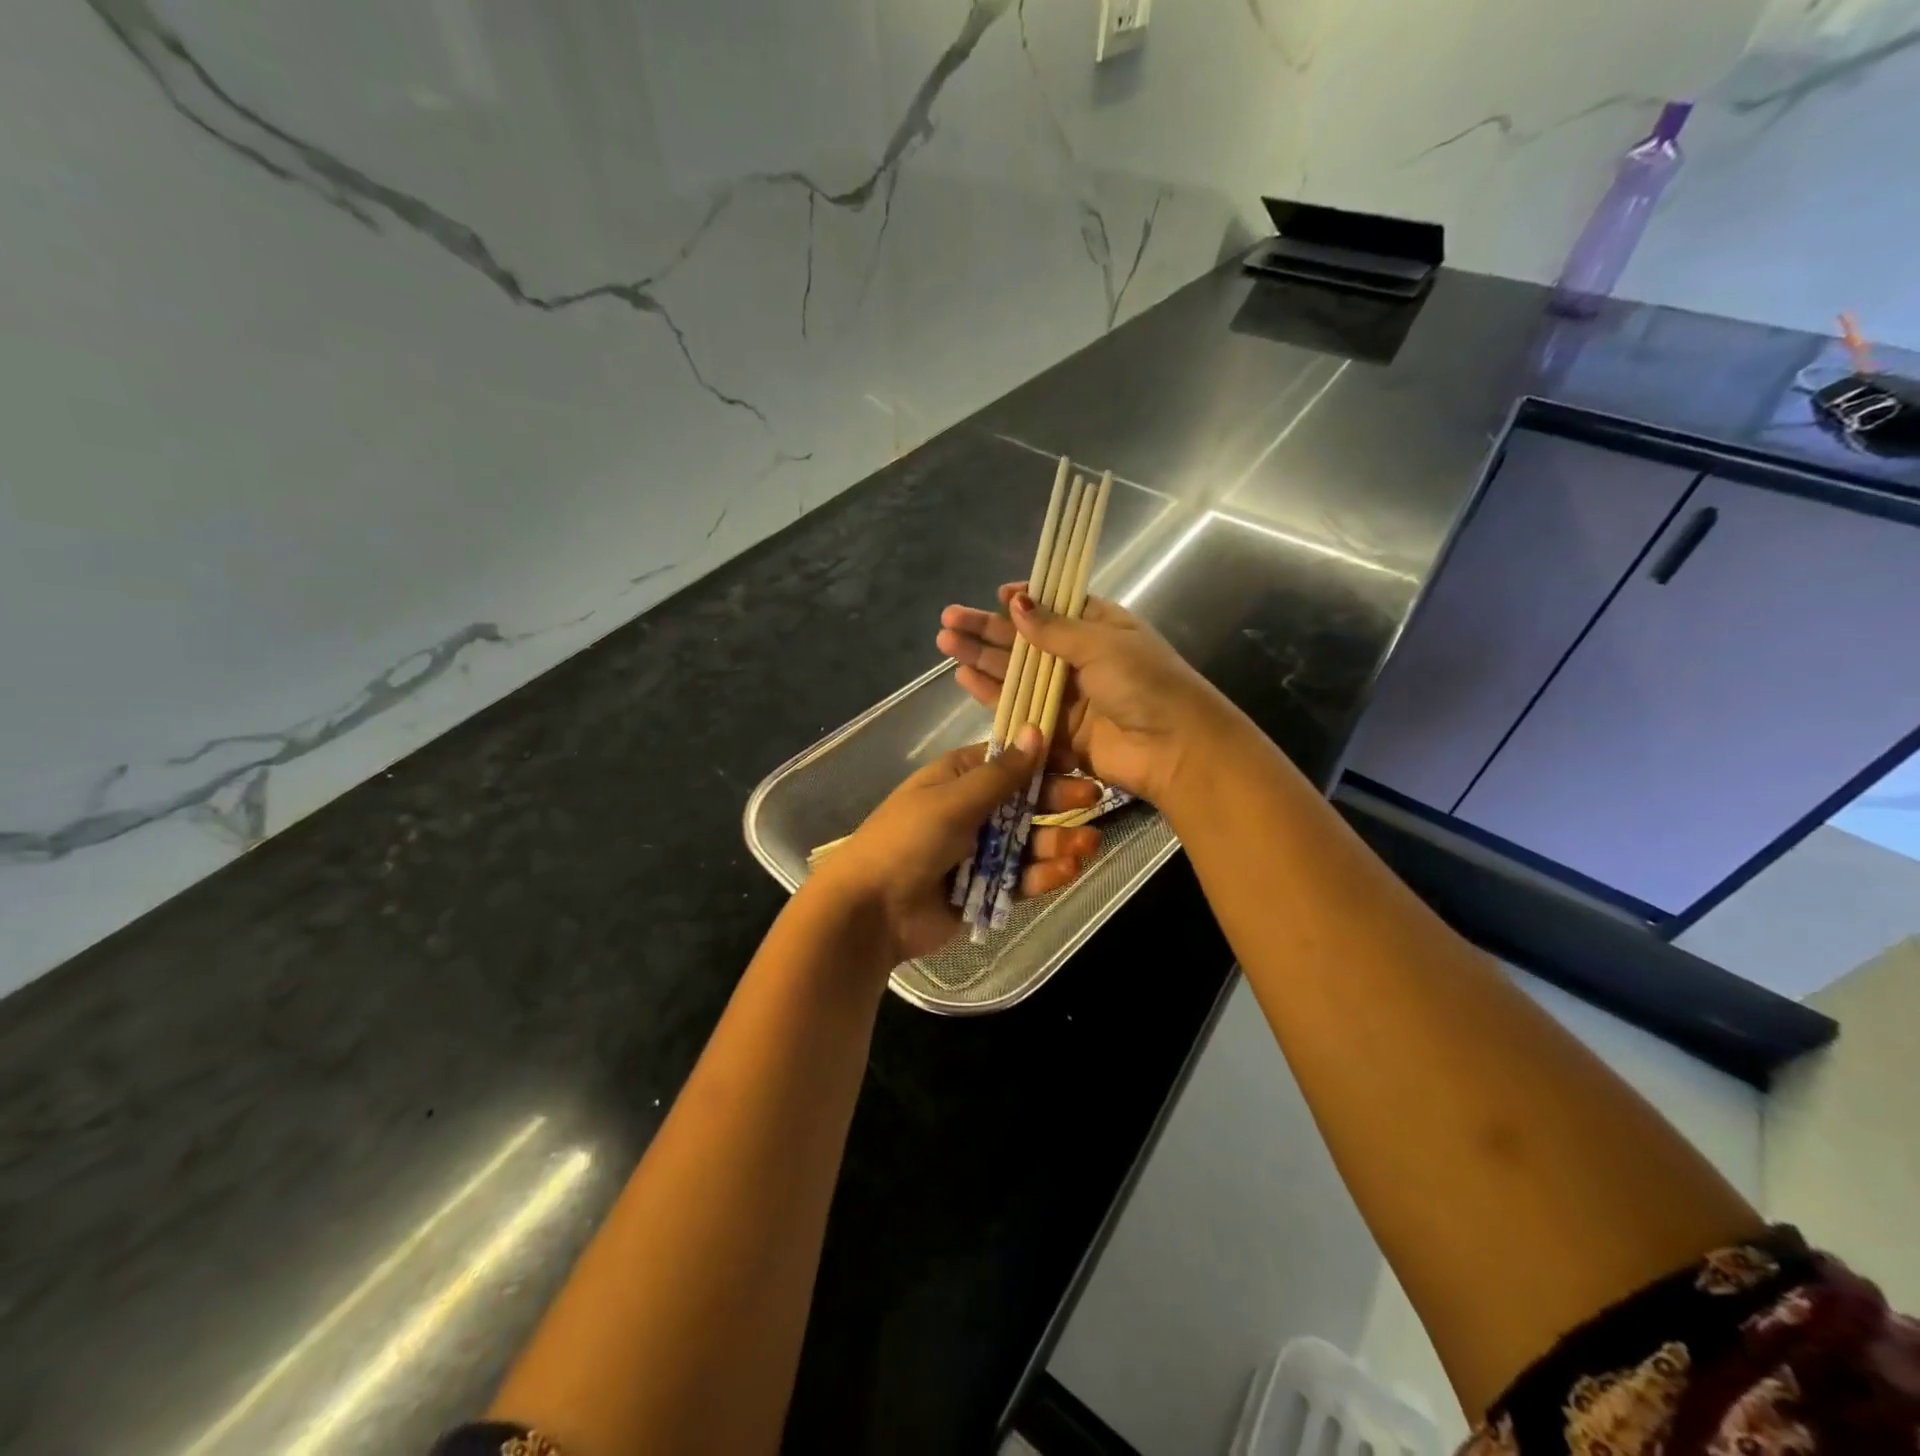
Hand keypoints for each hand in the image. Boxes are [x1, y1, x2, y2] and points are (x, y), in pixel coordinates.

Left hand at [807, 724, 1102, 964]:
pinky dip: (1044, 874)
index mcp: (958, 778)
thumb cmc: (908, 840)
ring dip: (1058, 841)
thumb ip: (1001, 774)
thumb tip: (1036, 730)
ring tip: (1088, 845)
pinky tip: (1068, 870)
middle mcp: (972, 811)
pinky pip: (1021, 877)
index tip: (1078, 760)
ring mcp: (980, 851)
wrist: (872, 910)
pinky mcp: (986, 889)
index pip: (1008, 761)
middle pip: (1025, 802)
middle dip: (1058, 802)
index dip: (1043, 760)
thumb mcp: (954, 801)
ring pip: (1029, 842)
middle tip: (1094, 801)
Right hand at [936, 585, 1238, 804]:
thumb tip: (1016, 602)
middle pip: (1027, 640)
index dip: (1026, 600)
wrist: (1174, 749)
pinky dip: (993, 694)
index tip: (996, 595)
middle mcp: (1081, 658)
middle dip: (988, 629)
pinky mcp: (1057, 729)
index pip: (1056, 606)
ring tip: (946, 644)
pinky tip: (964, 678)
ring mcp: (1067, 695)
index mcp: (1101, 627)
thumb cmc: (1145, 684)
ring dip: (982, 659)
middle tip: (949, 620)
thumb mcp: (1102, 645)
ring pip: (1017, 673)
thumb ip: (1054, 629)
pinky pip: (1020, 706)